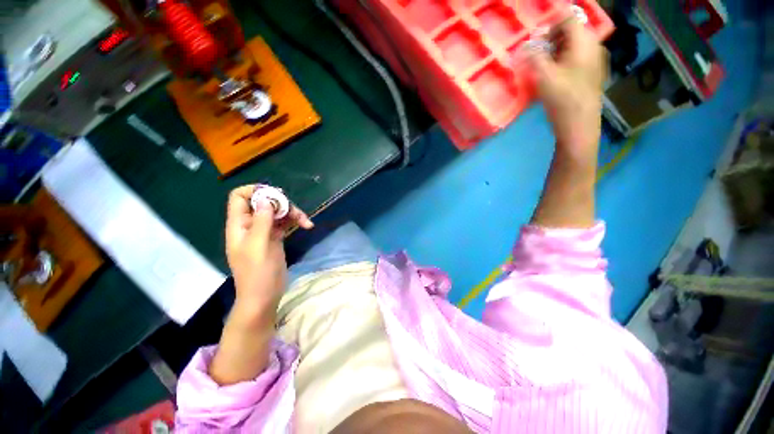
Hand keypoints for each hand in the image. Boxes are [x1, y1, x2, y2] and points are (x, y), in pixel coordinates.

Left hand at [225, 185, 312, 318]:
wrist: (264, 296)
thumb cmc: (257, 273)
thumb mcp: (258, 245)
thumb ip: (261, 220)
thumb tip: (266, 199)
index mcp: (239, 224)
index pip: (239, 197)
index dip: (255, 191)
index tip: (275, 196)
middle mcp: (251, 224)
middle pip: (265, 203)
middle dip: (282, 204)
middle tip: (295, 212)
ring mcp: (264, 231)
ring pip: (278, 212)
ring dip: (293, 213)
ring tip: (306, 222)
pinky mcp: (276, 238)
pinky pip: (285, 223)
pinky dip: (296, 222)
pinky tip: (307, 226)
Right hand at [530, 17, 605, 164]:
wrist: (580, 123)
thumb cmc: (562, 98)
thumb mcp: (544, 76)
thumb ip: (534, 57)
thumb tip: (526, 46)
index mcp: (584, 41)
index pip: (567, 19)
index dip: (549, 26)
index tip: (536, 42)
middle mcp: (593, 45)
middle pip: (571, 31)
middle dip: (551, 40)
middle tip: (538, 56)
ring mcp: (595, 59)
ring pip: (573, 45)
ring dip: (556, 51)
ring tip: (544, 67)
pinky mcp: (593, 72)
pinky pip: (577, 57)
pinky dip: (564, 60)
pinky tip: (555, 76)